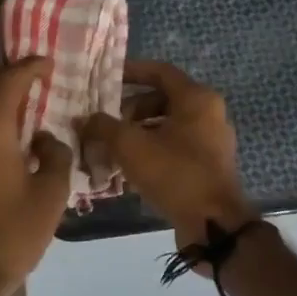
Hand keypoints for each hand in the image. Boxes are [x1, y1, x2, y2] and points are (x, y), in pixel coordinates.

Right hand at [81, 61, 253, 255]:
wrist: (213, 224)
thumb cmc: (174, 173)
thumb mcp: (130, 146)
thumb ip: (103, 127)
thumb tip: (83, 119)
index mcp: (197, 99)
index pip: (159, 71)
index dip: (131, 71)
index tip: (105, 79)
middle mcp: (209, 113)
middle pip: (163, 99)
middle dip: (130, 109)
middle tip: (106, 122)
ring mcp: (212, 140)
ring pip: (168, 125)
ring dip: (138, 132)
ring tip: (112, 147)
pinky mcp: (209, 165)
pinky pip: (175, 146)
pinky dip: (152, 149)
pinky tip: (129, 168)